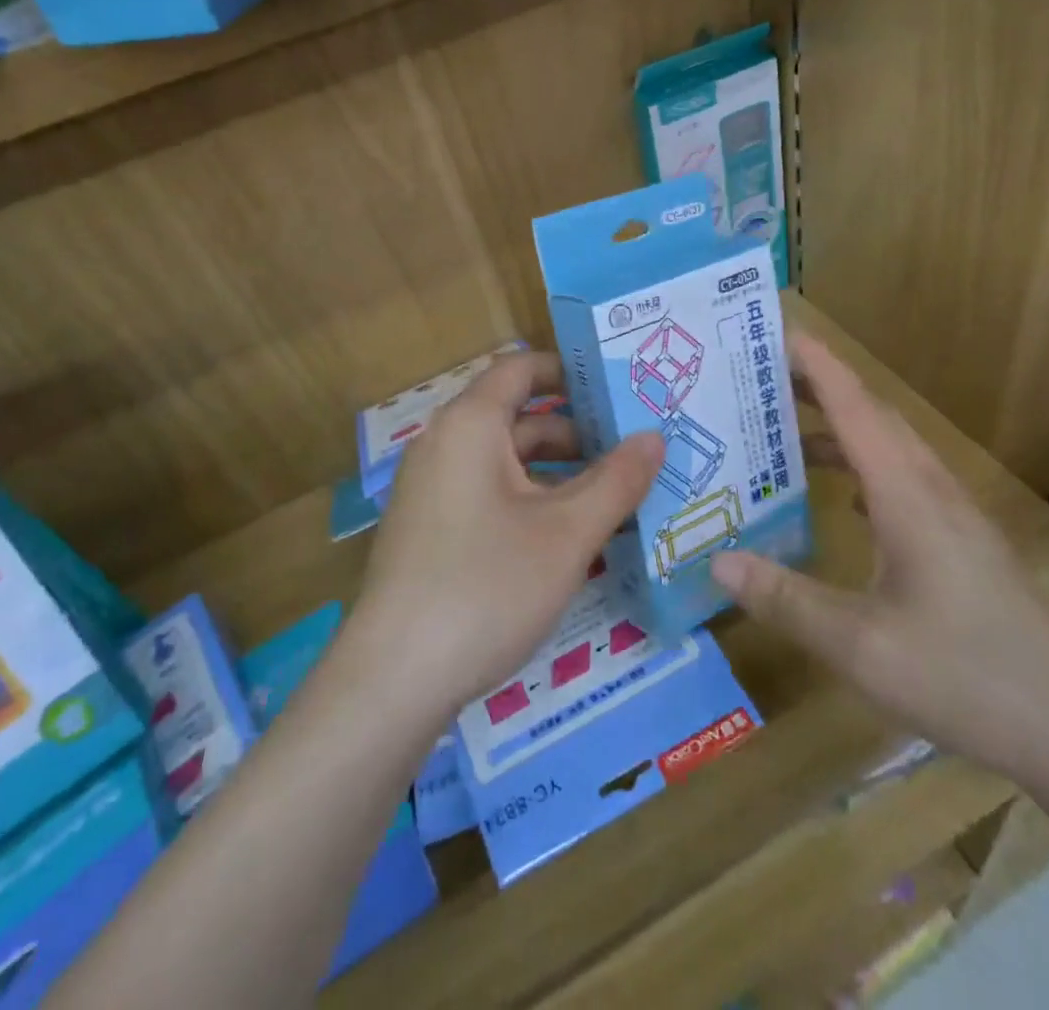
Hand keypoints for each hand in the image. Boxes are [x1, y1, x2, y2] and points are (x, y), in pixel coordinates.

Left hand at [348, 351, 664, 718]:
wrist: (394, 680)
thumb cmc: (487, 586)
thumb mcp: (567, 533)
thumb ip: (617, 480)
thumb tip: (654, 436)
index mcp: (470, 425)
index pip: (521, 369)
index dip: (570, 371)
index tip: (619, 390)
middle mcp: (444, 444)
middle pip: (518, 416)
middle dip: (577, 431)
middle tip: (634, 450)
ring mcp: (432, 489)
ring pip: (506, 461)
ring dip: (558, 472)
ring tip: (614, 497)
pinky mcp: (429, 529)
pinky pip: (488, 493)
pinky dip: (530, 500)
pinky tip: (567, 537)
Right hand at [709, 333, 1048, 781]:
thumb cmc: (965, 677)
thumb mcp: (860, 646)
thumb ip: (786, 599)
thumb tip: (716, 560)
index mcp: (907, 495)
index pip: (854, 406)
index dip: (816, 364)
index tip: (777, 330)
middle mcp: (932, 490)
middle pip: (873, 415)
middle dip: (820, 386)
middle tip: (761, 377)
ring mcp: (954, 515)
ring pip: (891, 447)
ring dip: (841, 427)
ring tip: (786, 431)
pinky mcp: (963, 542)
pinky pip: (903, 478)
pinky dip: (863, 465)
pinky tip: (844, 496)